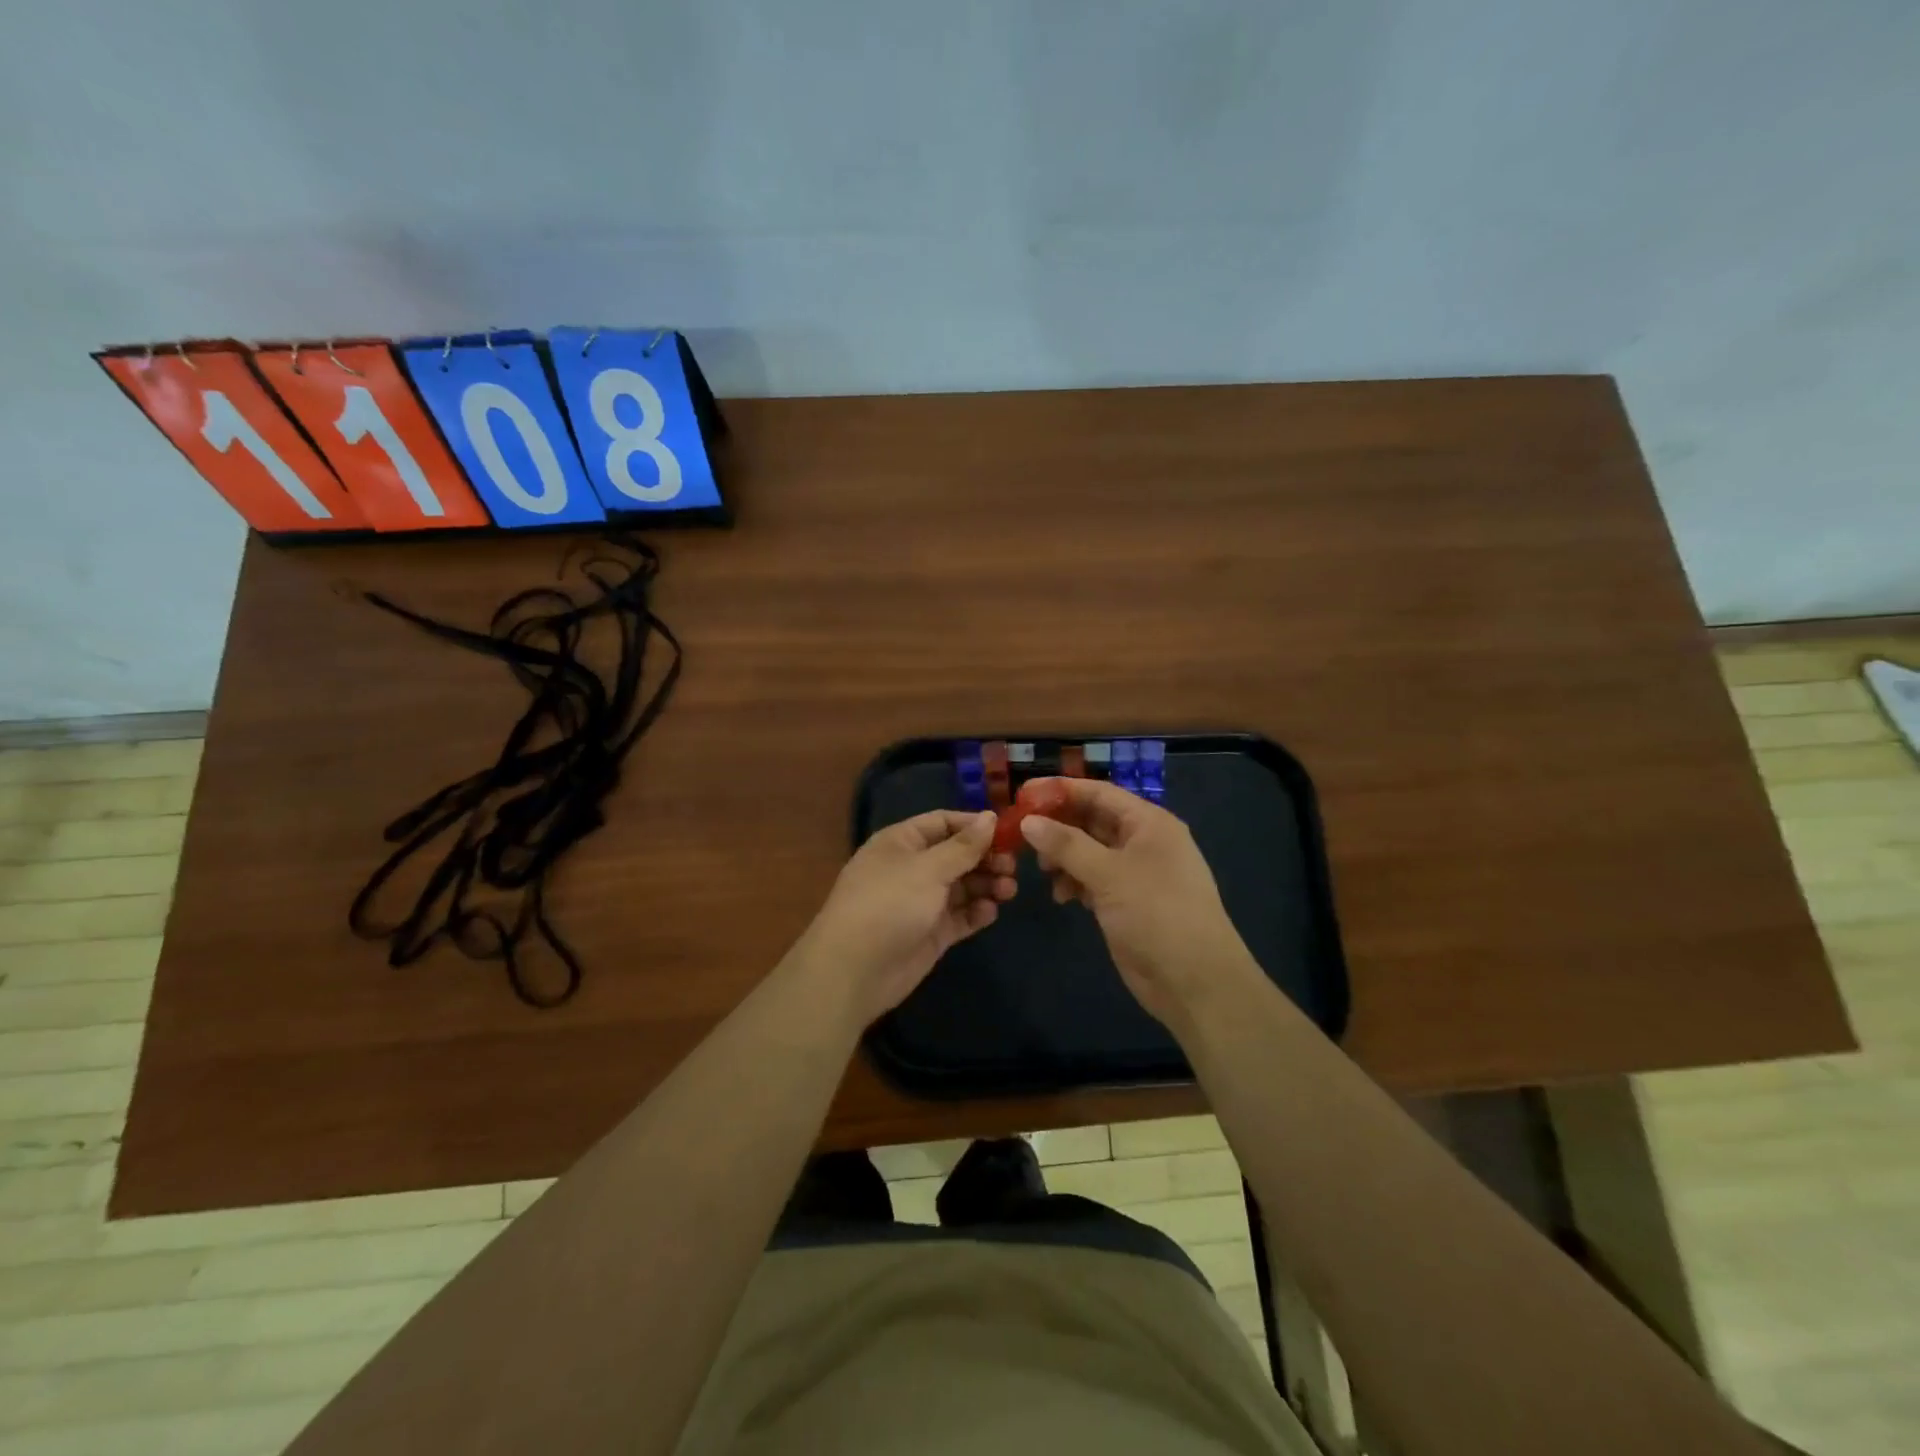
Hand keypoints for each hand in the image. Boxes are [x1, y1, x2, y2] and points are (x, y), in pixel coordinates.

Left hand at [790, 810, 1017, 1026]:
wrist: (855, 970)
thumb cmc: (889, 904)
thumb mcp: (928, 868)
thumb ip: (963, 846)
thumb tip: (990, 817)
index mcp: (902, 842)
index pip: (943, 822)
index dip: (974, 825)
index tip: (1008, 832)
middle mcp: (911, 868)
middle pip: (956, 855)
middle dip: (986, 858)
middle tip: (1013, 867)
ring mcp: (921, 902)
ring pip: (962, 886)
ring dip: (986, 885)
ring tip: (1009, 890)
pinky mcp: (930, 933)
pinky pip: (960, 916)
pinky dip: (977, 912)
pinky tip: (991, 912)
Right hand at [1018, 778, 1256, 1028]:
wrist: (1195, 981)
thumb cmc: (1157, 914)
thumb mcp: (1109, 874)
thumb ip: (1066, 845)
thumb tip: (1027, 821)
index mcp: (1148, 823)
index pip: (1098, 793)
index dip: (1060, 790)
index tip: (1021, 794)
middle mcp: (1143, 841)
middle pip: (1092, 820)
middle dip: (1058, 826)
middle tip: (1020, 835)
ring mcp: (1136, 873)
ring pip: (1089, 851)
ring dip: (1063, 857)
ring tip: (1043, 872)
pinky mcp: (1127, 901)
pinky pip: (1093, 879)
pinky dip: (1075, 882)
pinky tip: (1061, 897)